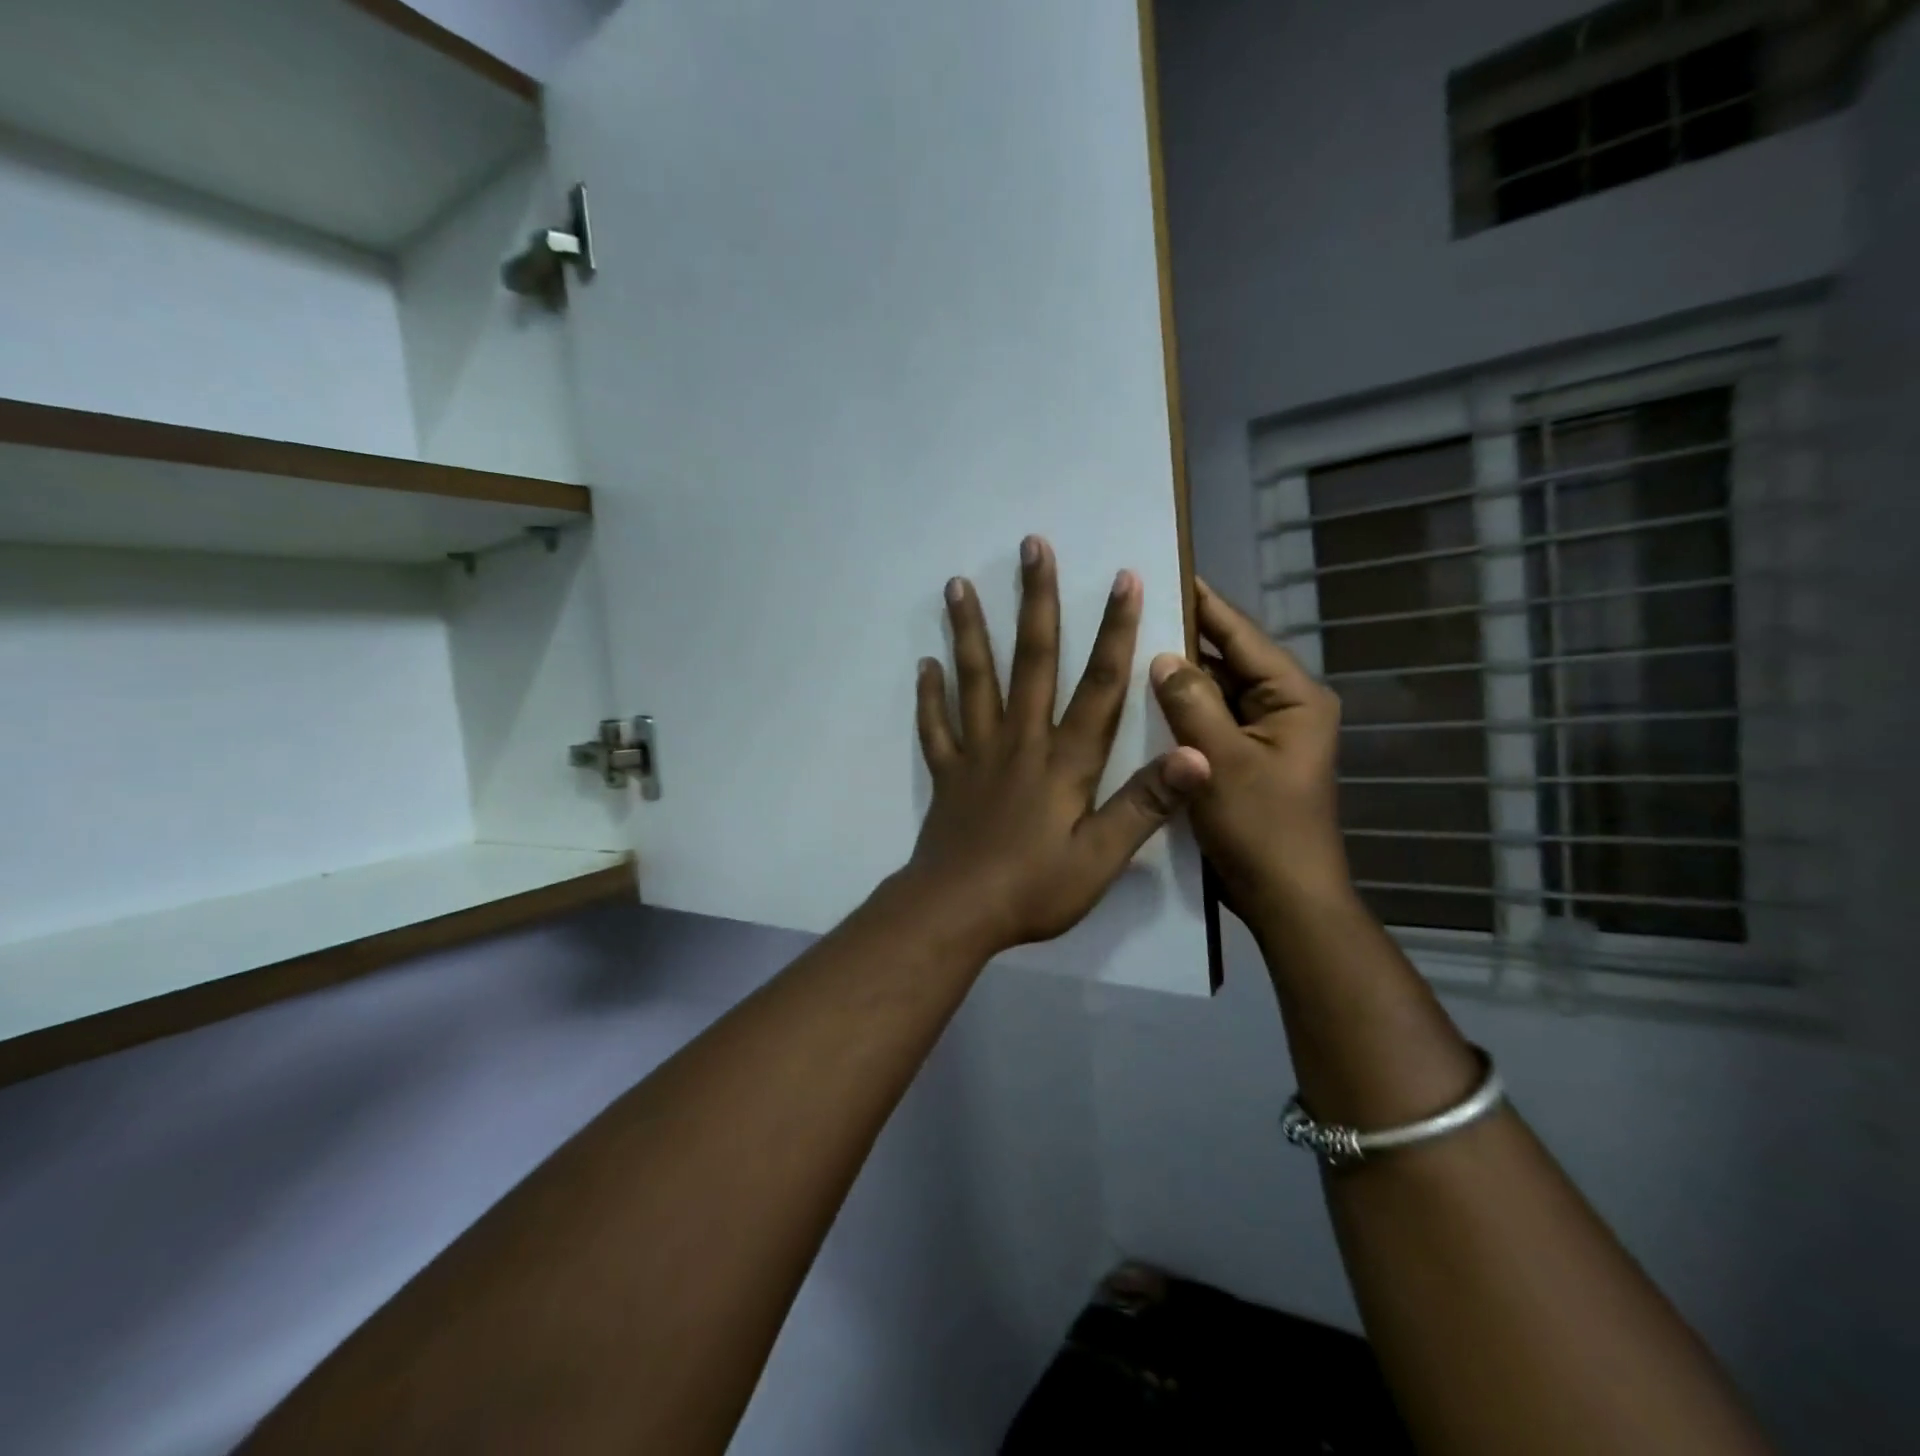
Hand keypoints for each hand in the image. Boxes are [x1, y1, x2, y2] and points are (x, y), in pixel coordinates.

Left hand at [899, 536, 1210, 959]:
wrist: (957, 912)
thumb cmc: (1035, 888)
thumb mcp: (1102, 856)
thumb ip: (1146, 804)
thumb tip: (1196, 754)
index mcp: (1065, 759)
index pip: (1099, 684)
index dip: (1115, 630)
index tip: (1123, 578)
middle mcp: (1020, 741)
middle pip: (1031, 660)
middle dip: (1036, 601)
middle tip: (1030, 547)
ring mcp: (978, 754)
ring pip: (975, 679)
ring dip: (969, 630)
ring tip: (957, 584)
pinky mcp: (947, 774)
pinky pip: (936, 727)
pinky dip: (930, 696)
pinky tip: (924, 665)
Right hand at [1148, 579, 1353, 927]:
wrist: (1284, 898)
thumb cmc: (1261, 828)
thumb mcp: (1220, 761)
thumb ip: (1191, 703)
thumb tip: (1162, 656)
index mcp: (1293, 697)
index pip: (1241, 635)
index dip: (1203, 602)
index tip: (1163, 571)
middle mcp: (1282, 706)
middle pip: (1226, 659)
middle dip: (1182, 639)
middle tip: (1130, 610)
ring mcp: (1261, 733)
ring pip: (1213, 691)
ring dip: (1177, 676)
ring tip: (1127, 646)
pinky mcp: (1241, 757)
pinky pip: (1208, 720)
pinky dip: (1179, 710)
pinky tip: (1140, 700)